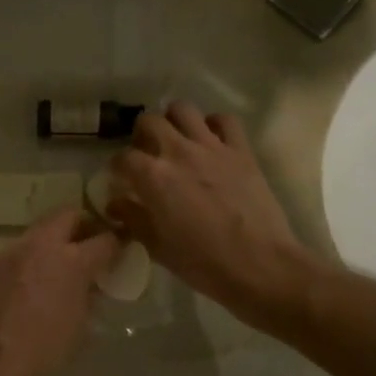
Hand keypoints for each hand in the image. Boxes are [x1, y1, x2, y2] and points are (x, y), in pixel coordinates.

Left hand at [0, 208, 118, 375]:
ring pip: (40, 230)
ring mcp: (12, 252)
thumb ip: (90, 290)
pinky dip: (32, 257)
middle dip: (83, 225)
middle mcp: (40, 245)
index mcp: (71, 260)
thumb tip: (92, 280)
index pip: (104, 238)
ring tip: (60, 263)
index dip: (115, 242)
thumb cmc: (49, 350)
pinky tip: (33, 280)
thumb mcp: (83, 320)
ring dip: (54, 239)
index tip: (119, 248)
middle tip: (90, 244)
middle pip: (67, 216)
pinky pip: (19, 250)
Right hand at [109, 102, 317, 326]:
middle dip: (141, 135)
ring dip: (174, 120)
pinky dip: (213, 125)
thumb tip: (115, 204)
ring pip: (183, 110)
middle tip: (146, 154)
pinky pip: (224, 120)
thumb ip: (133, 219)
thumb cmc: (202, 262)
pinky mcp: (241, 150)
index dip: (117, 168)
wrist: (260, 265)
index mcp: (153, 176)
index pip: (122, 158)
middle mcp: (178, 152)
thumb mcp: (157, 247)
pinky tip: (210, 141)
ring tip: (175, 139)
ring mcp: (212, 147)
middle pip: (149, 122)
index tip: (120, 179)